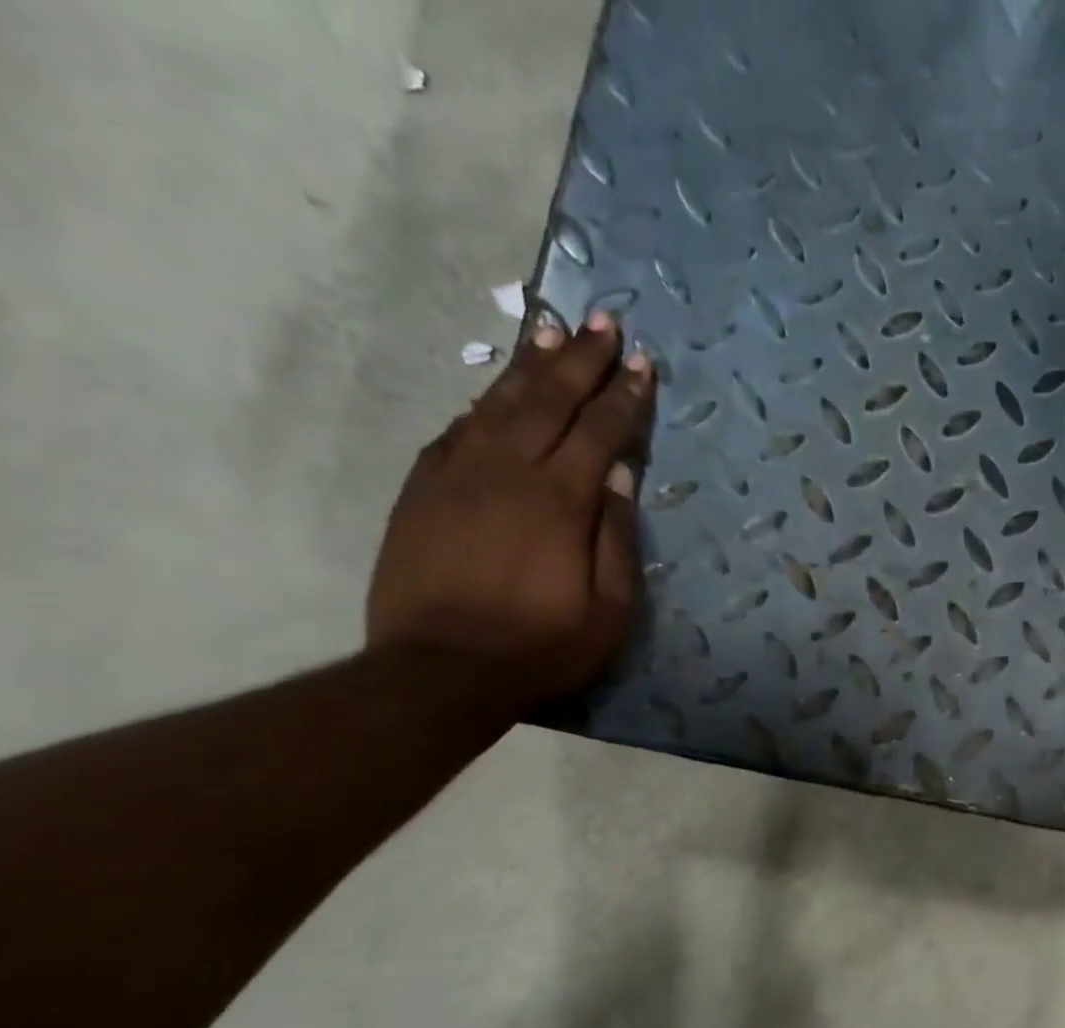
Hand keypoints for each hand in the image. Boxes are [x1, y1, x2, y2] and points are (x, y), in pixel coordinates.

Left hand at [367, 312, 656, 708]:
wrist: (440, 670)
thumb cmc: (540, 647)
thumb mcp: (609, 610)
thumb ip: (617, 539)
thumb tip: (623, 478)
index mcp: (560, 500)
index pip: (600, 431)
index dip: (624, 395)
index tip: (641, 362)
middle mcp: (508, 471)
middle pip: (549, 400)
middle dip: (579, 358)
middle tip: (600, 320)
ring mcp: (458, 475)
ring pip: (500, 404)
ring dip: (529, 366)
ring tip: (549, 331)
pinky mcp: (422, 490)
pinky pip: (458, 431)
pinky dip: (483, 405)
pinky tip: (496, 393)